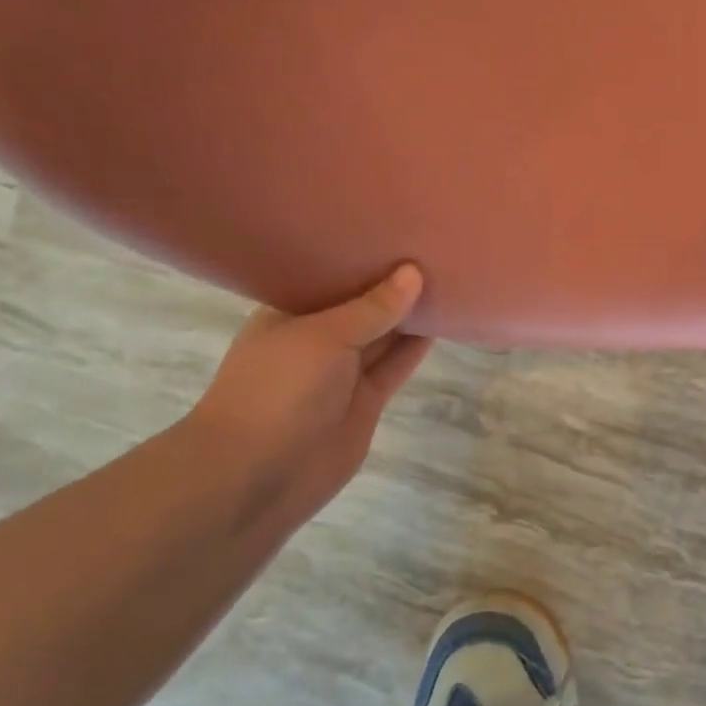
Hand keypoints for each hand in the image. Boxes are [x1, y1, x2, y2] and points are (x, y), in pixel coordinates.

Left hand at [187, 265, 431, 519]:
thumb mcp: (325, 336)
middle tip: (433, 248)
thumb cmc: (278, 390)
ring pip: (382, 337)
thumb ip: (372, 308)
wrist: (258, 475)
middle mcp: (316, 340)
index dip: (361, 256)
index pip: (329, 276)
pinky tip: (442, 322)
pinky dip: (415, 349)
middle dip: (392, 284)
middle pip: (361, 306)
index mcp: (289, 314)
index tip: (397, 231)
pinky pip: (394, 367)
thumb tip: (413, 273)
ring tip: (447, 279)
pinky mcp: (364, 403)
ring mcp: (341, 374)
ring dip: (409, 315)